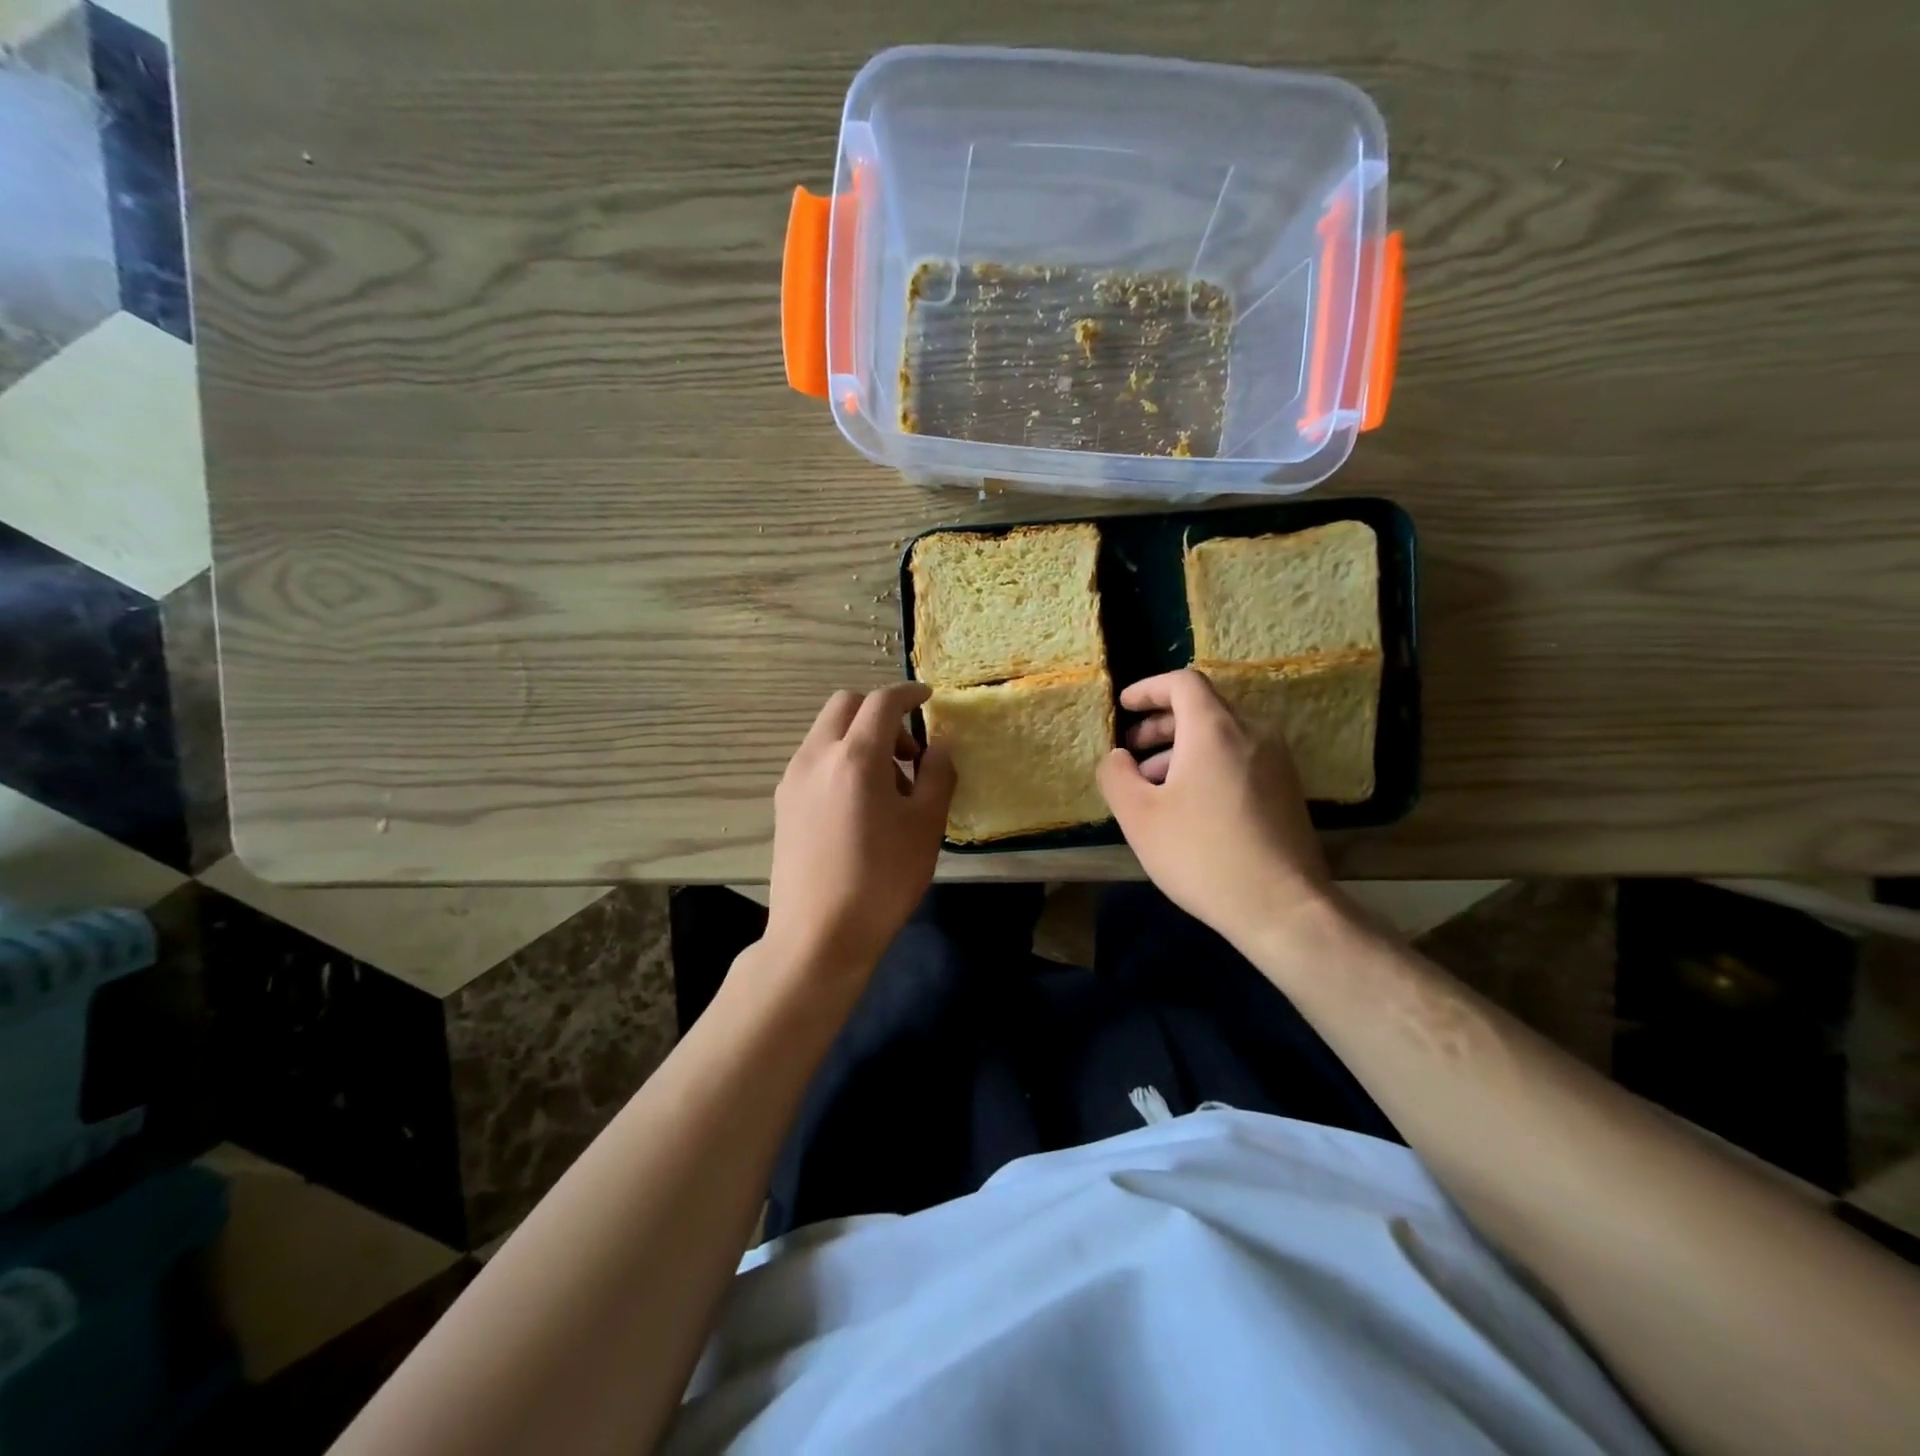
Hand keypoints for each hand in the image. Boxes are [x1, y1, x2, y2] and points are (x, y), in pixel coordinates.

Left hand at [762, 683, 955, 982]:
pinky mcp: (783, 802)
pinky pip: (815, 758)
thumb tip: (938, 746)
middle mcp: (816, 756)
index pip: (882, 702)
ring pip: (827, 731)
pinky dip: (840, 758)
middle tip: (908, 753)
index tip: (927, 697)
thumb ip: (937, 775)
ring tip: (887, 787)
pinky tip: (858, 804)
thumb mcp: (926, 827)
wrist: (819, 935)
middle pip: (846, 705)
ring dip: (859, 738)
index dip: (908, 693)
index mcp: (855, 757)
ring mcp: (793, 778)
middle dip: (880, 713)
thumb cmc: (881, 880)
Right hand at [1097, 669, 1333, 956]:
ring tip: (1154, 783)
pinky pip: (1241, 757)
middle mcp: (1252, 732)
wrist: (1283, 906)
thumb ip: (1116, 775)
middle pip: (1203, 707)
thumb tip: (1118, 756)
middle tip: (1132, 749)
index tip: (1123, 707)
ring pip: (1222, 734)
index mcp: (1215, 729)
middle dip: (1161, 722)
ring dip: (1183, 747)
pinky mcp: (1288, 788)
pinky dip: (1209, 763)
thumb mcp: (1139, 816)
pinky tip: (1190, 803)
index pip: (1182, 682)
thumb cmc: (1202, 854)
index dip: (1148, 689)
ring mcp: (1277, 760)